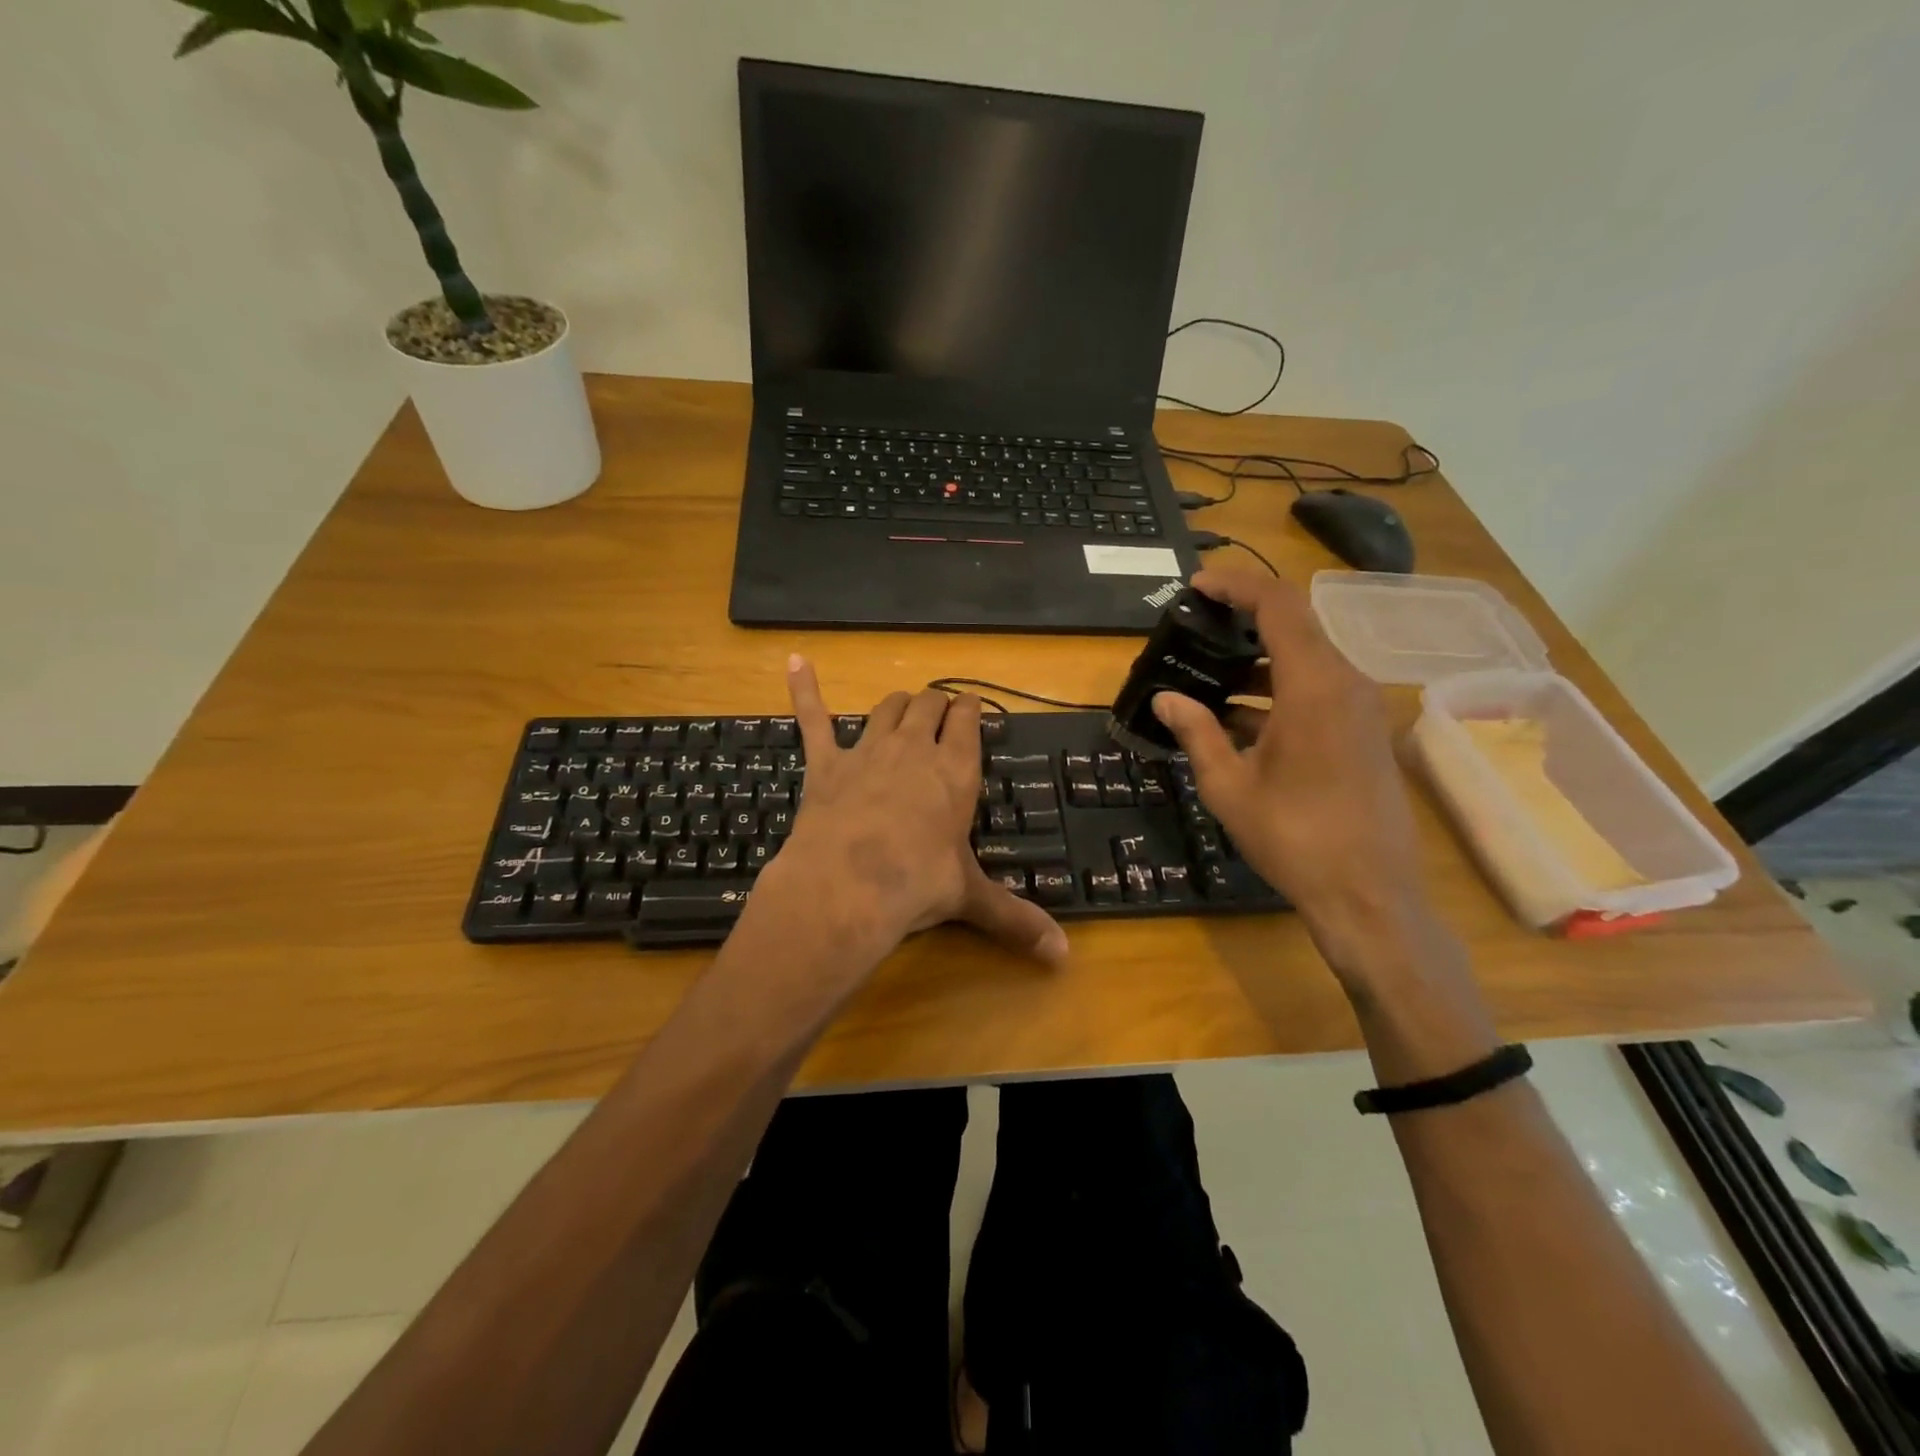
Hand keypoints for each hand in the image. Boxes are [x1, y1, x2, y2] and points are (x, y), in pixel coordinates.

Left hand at [754, 655, 1068, 970]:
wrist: (847, 886)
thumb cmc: (916, 885)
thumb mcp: (970, 898)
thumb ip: (1016, 920)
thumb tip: (1062, 958)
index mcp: (954, 771)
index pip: (967, 722)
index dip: (970, 709)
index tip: (972, 706)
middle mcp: (914, 750)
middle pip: (928, 707)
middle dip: (937, 704)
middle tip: (941, 711)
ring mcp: (867, 751)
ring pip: (886, 708)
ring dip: (898, 703)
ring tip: (904, 705)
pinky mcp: (826, 764)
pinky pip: (814, 718)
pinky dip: (805, 689)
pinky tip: (797, 661)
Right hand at [1150, 569, 1431, 976]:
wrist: (1369, 894)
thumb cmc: (1294, 837)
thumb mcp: (1229, 785)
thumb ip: (1196, 732)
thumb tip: (1165, 699)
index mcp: (1313, 686)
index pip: (1278, 605)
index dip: (1236, 586)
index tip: (1196, 587)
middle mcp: (1345, 683)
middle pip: (1295, 625)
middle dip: (1243, 620)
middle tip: (1195, 628)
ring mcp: (1360, 708)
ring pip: (1305, 659)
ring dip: (1257, 660)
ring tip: (1207, 675)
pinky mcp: (1363, 733)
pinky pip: (1317, 690)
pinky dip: (1277, 690)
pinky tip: (1237, 718)